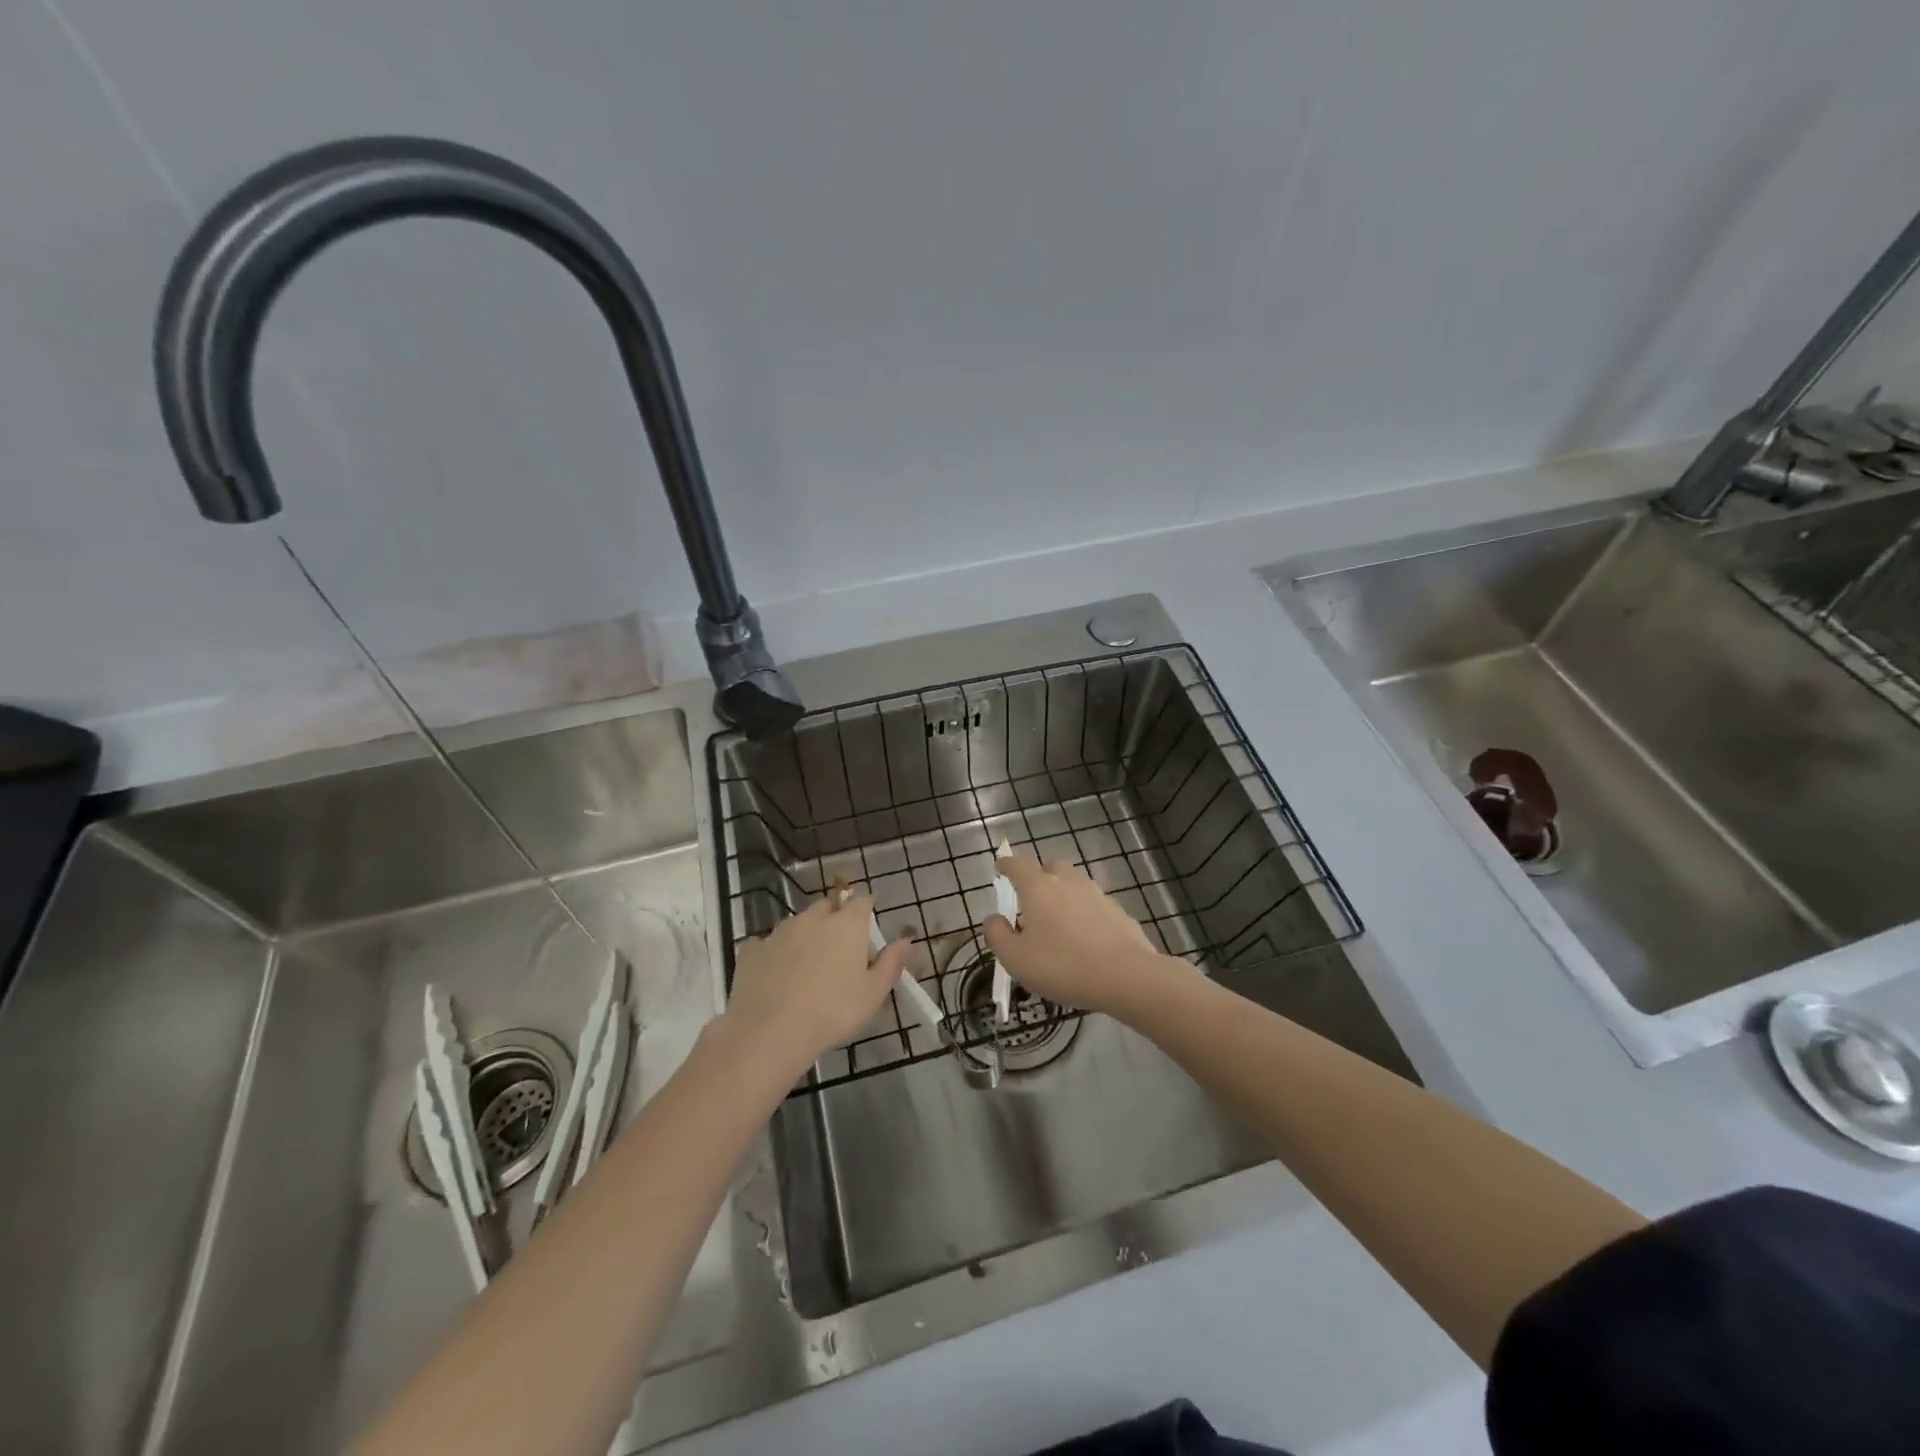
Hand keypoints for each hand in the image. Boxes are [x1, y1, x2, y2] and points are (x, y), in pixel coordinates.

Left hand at [721, 891, 912, 1075]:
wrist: (770, 1032)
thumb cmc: (833, 1012)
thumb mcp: (873, 994)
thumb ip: (891, 963)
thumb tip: (906, 939)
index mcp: (846, 925)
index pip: (861, 901)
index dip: (867, 906)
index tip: (869, 919)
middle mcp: (812, 919)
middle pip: (828, 907)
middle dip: (836, 917)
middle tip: (841, 944)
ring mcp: (779, 932)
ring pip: (797, 923)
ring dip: (806, 934)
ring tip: (809, 963)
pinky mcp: (751, 950)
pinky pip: (767, 944)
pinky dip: (776, 953)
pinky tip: (776, 975)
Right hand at [984, 852, 1178, 1017]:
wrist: (1125, 976)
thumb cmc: (1062, 965)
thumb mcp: (1016, 959)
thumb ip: (998, 936)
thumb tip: (994, 918)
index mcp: (1038, 888)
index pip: (1018, 866)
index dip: (1007, 864)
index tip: (1001, 864)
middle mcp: (1067, 882)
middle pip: (1051, 867)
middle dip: (1039, 875)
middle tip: (1032, 895)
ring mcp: (1096, 894)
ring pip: (1075, 884)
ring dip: (1064, 893)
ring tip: (1058, 918)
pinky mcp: (1118, 911)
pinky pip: (1094, 904)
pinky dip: (1084, 912)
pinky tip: (1085, 935)